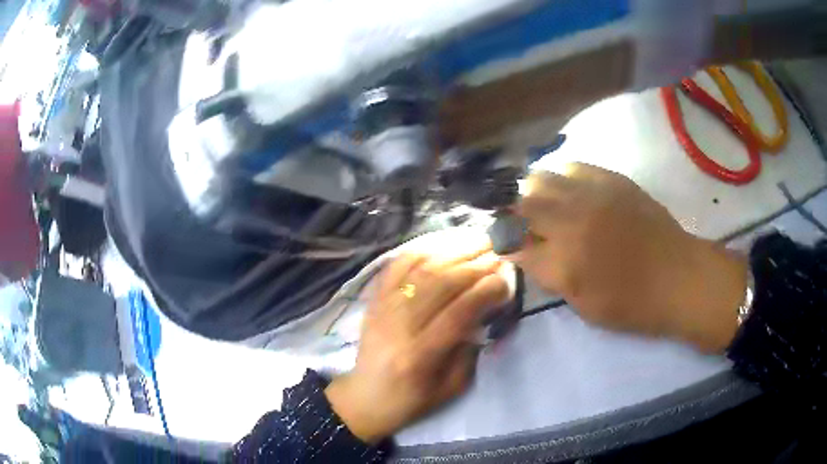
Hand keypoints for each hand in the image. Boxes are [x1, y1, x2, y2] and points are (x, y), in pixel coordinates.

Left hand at [325, 245, 508, 443]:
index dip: (485, 291)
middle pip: (439, 284)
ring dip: (452, 250)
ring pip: (419, 268)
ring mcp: (382, 308)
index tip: (506, 279)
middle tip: (498, 253)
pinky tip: (443, 241)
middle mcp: (398, 326)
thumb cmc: (412, 399)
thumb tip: (483, 309)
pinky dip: (421, 248)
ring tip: (478, 239)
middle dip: (474, 264)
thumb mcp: (451, 388)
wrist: (366, 397)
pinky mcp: (374, 299)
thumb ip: (470, 350)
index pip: (457, 313)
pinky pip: (396, 265)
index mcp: (420, 356)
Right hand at [508, 163, 747, 352]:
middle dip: (511, 212)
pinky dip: (561, 178)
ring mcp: (592, 195)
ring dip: (533, 191)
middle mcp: (572, 222)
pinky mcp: (611, 180)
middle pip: (521, 203)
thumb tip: (530, 253)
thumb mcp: (585, 306)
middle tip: (517, 222)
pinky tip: (568, 190)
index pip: (514, 244)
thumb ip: (552, 276)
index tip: (504, 244)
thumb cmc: (633, 304)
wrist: (678, 276)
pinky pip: (572, 167)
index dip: (504, 243)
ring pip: (542, 178)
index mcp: (564, 263)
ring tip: (540, 203)